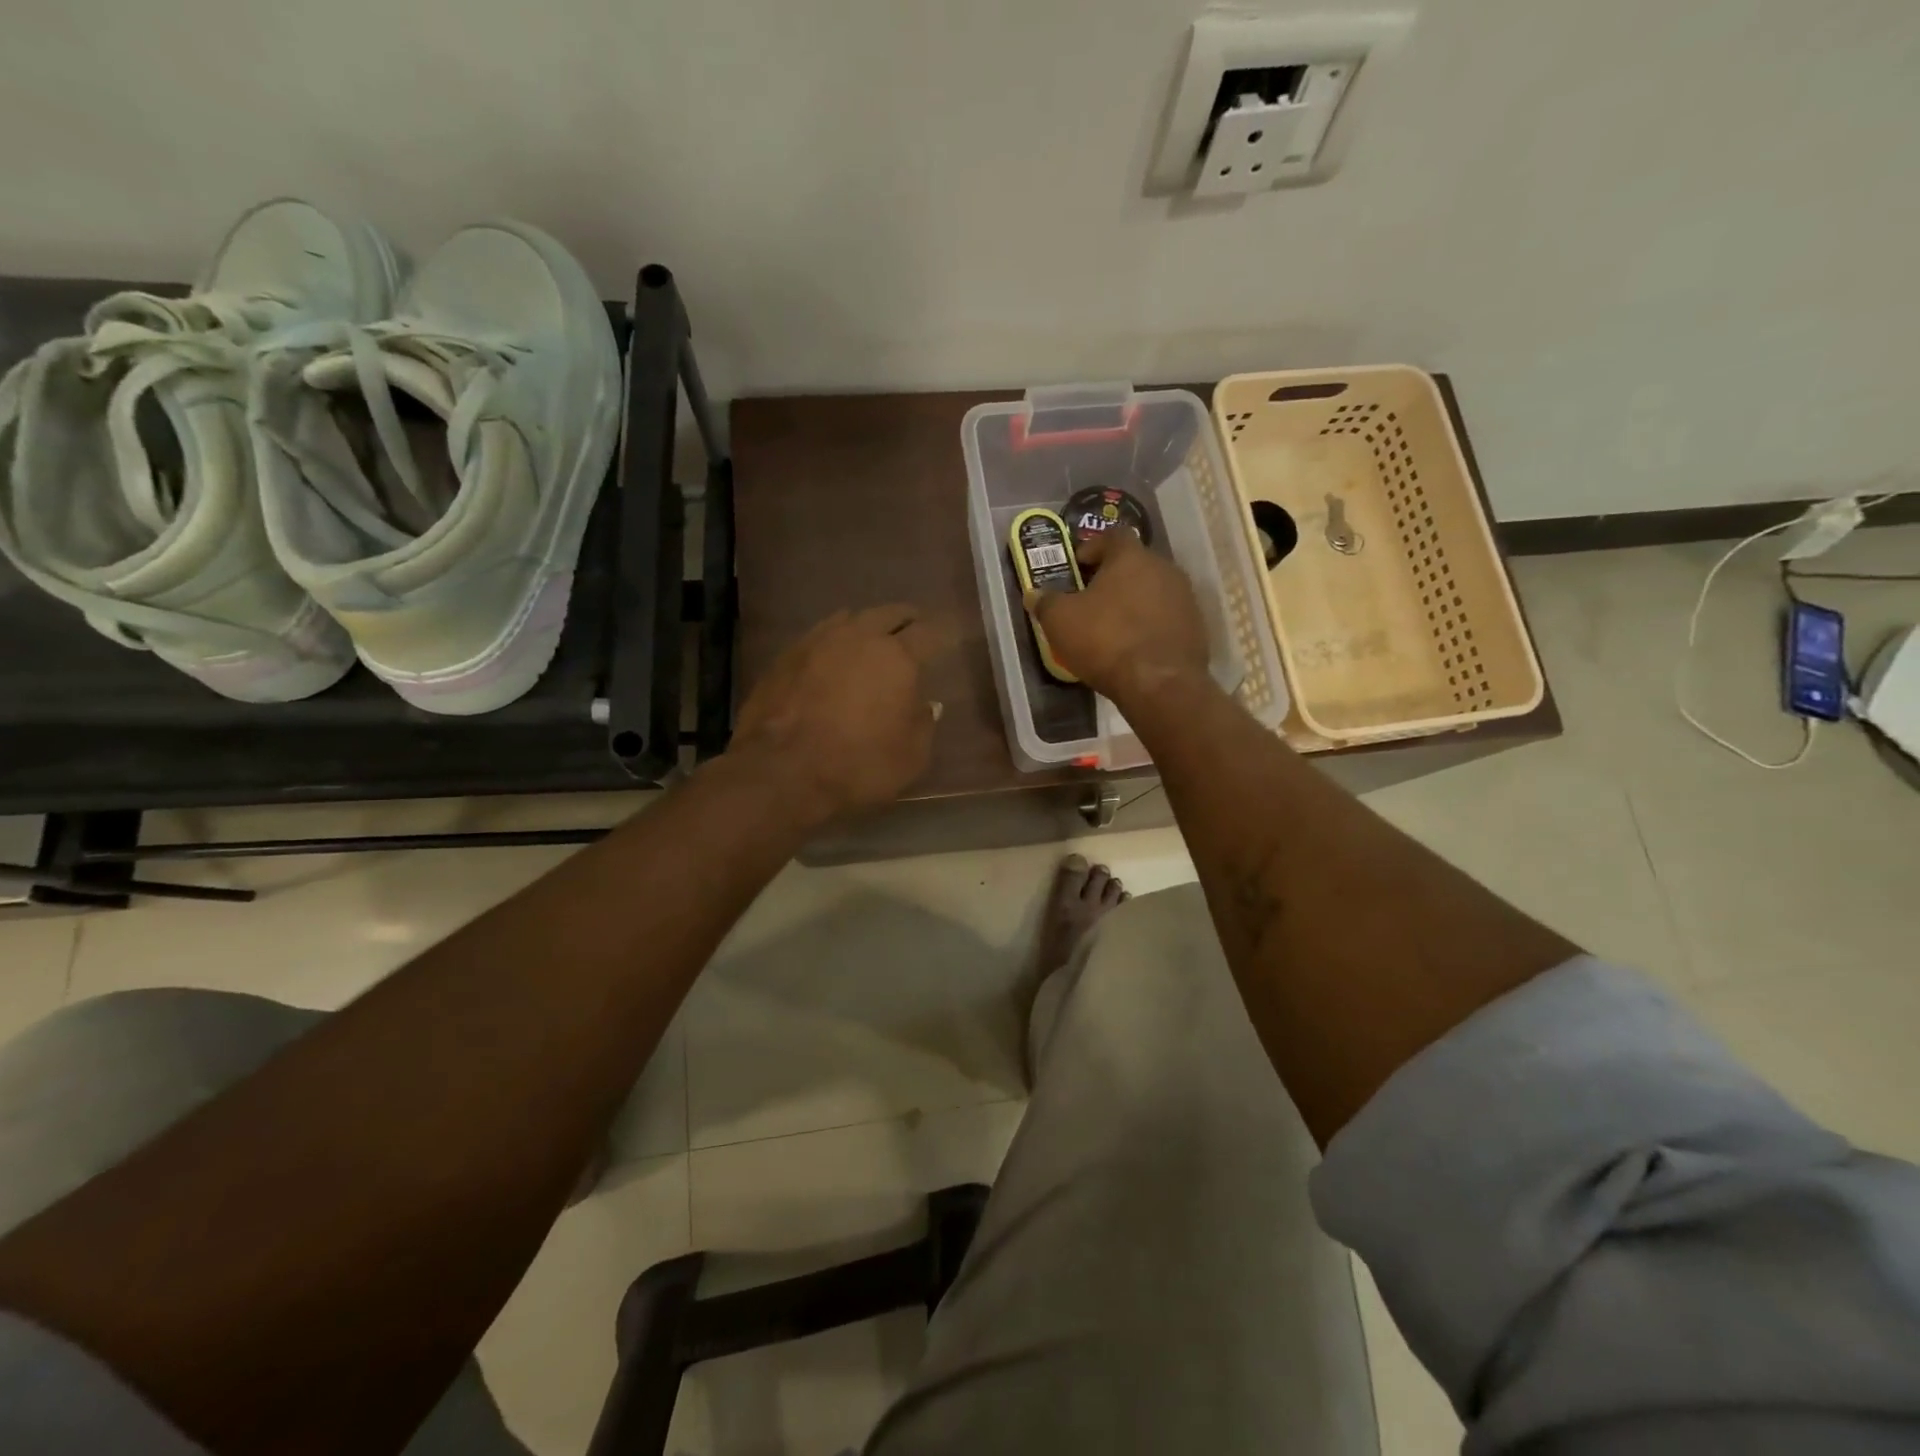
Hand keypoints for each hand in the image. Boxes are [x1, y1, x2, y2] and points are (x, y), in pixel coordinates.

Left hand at [730, 605, 941, 821]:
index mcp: (898, 656)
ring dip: (867, 626)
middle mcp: (859, 637)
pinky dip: (834, 641)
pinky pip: (819, 636)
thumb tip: (925, 704)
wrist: (781, 772)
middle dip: (906, 620)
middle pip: (889, 613)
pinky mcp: (786, 656)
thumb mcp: (911, 757)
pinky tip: (832, 657)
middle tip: (914, 630)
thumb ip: (923, 724)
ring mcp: (818, 641)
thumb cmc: (858, 765)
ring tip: (872, 639)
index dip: (943, 633)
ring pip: (851, 618)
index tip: (948, 636)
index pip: (930, 632)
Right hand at [1023, 528, 1209, 703]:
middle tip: (1091, 597)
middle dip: (1113, 576)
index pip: (1112, 535)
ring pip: (1153, 589)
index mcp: (1131, 557)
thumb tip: (1034, 594)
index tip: (1077, 566)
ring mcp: (1185, 597)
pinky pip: (1166, 616)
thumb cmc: (1105, 641)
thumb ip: (1046, 602)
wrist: (1160, 684)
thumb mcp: (1061, 621)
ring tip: (1112, 624)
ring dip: (1133, 601)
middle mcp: (1164, 568)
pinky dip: (1150, 623)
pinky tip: (1134, 644)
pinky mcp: (1196, 626)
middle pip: (1135, 563)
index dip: (1092, 547)